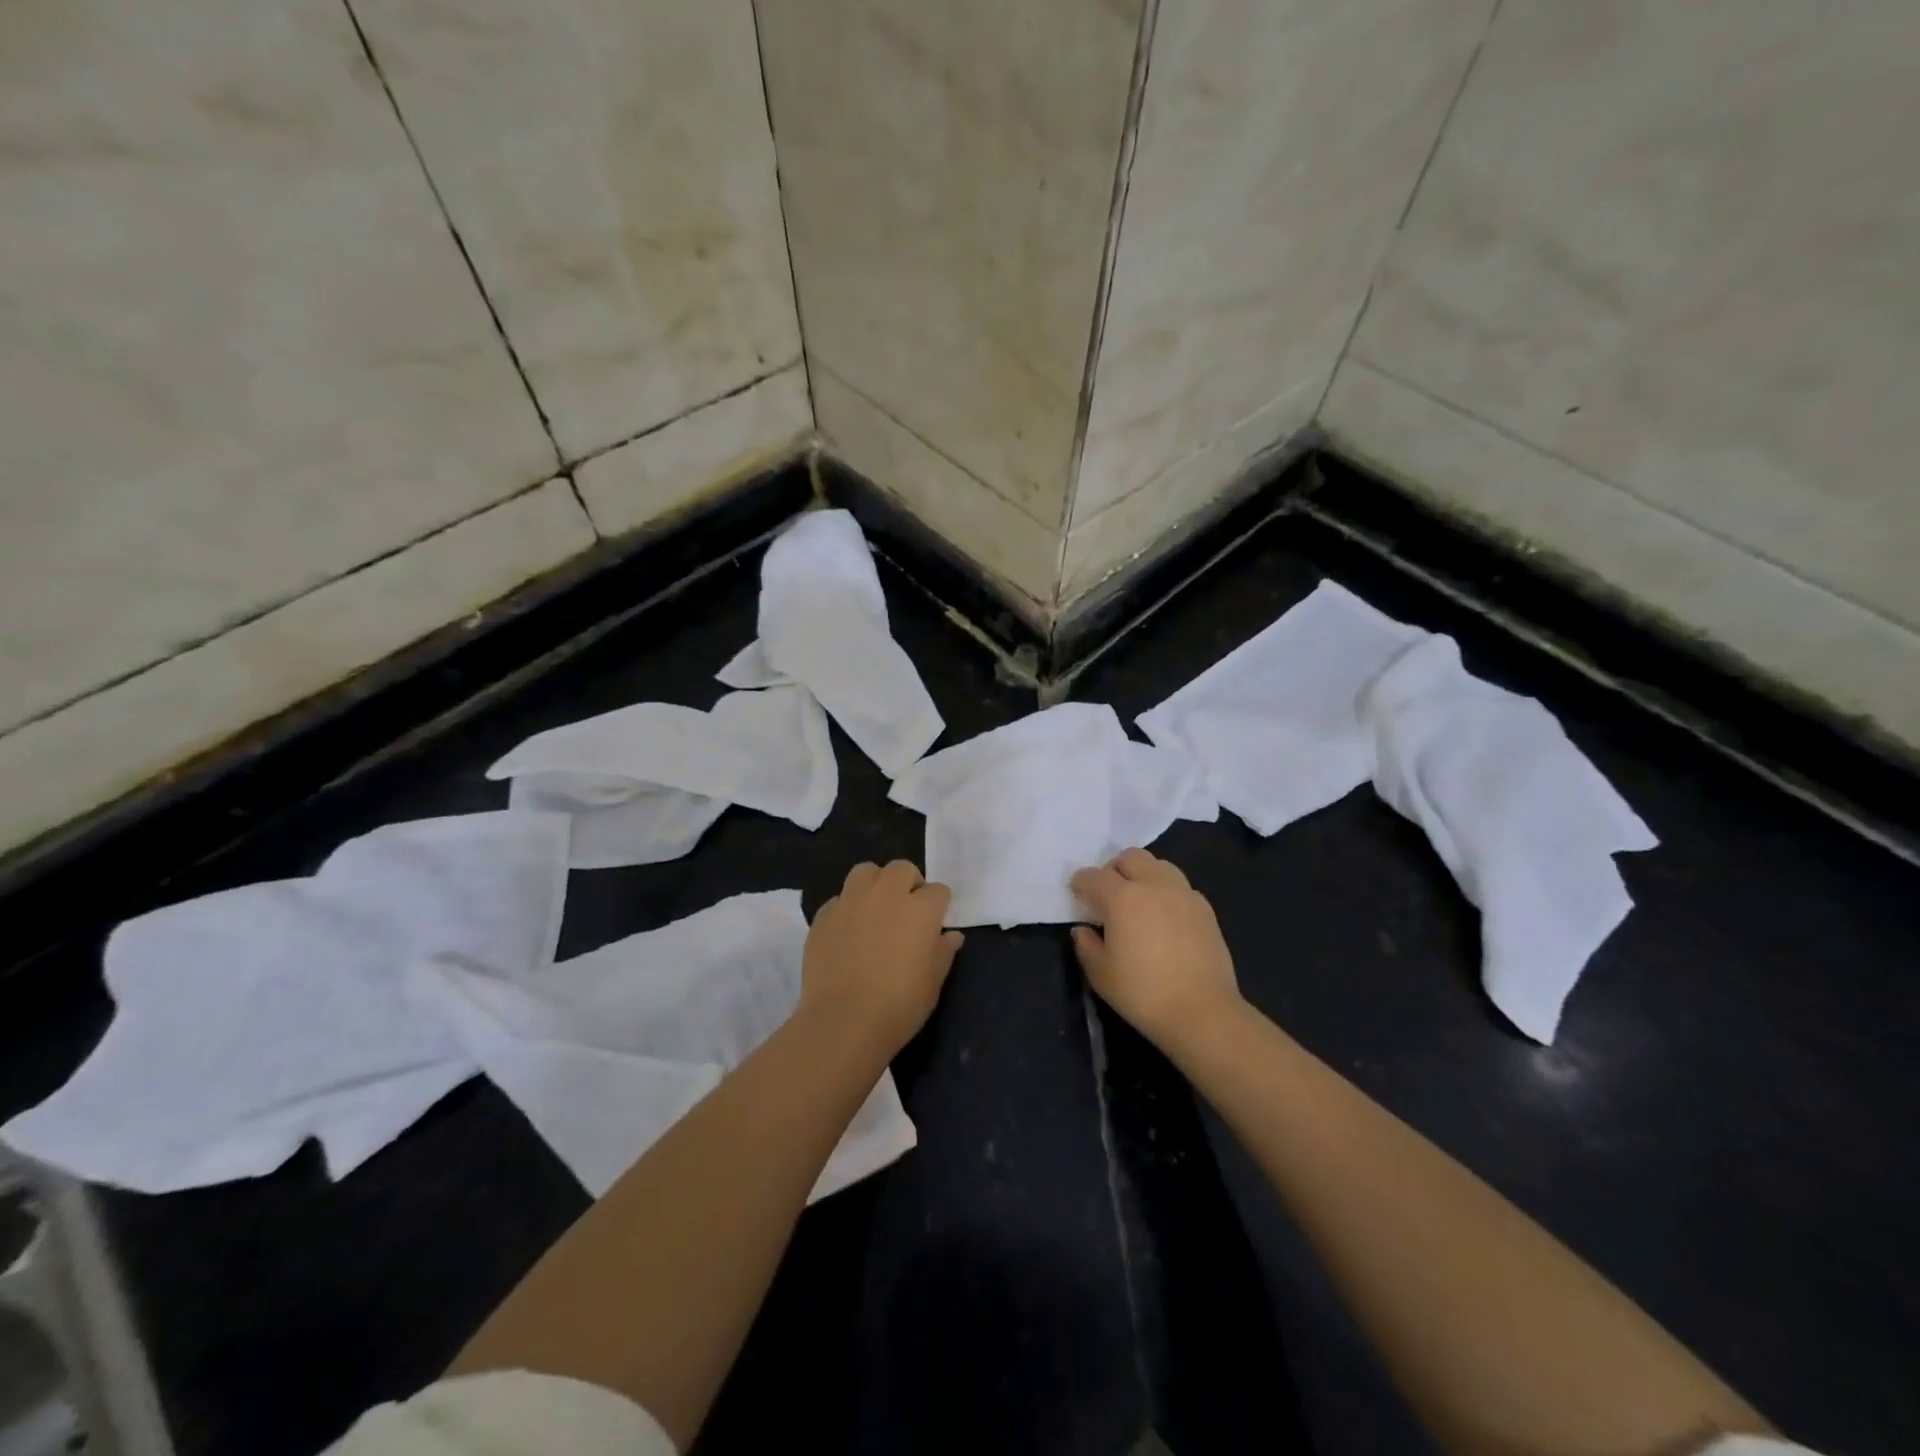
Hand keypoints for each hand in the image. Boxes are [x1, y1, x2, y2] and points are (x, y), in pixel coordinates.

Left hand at [802, 860, 964, 1055]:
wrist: (843, 1022)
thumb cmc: (899, 1006)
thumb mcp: (933, 982)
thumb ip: (943, 952)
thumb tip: (951, 935)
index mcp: (920, 909)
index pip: (938, 890)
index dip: (938, 906)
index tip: (933, 925)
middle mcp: (886, 894)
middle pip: (901, 869)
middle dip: (908, 883)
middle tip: (906, 911)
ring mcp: (851, 901)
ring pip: (866, 872)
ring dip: (875, 884)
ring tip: (875, 909)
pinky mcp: (823, 915)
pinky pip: (839, 899)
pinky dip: (847, 908)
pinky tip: (847, 933)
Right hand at [1070, 848, 1242, 1055]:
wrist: (1203, 1012)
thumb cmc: (1143, 993)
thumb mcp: (1101, 974)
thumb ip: (1086, 945)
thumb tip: (1083, 929)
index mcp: (1122, 897)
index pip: (1094, 876)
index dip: (1081, 883)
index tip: (1077, 894)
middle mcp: (1153, 885)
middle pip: (1129, 857)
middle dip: (1113, 869)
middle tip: (1107, 894)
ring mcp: (1183, 893)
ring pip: (1158, 865)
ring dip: (1142, 875)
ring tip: (1138, 901)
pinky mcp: (1205, 908)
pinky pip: (1179, 886)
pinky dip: (1165, 892)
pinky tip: (1164, 917)